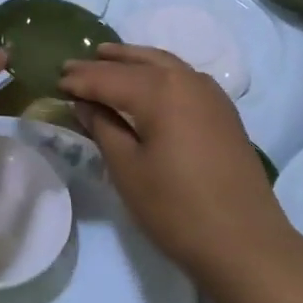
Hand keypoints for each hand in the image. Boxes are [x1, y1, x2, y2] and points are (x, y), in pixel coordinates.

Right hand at [61, 44, 298, 293]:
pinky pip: (182, 75)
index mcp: (158, 90)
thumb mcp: (128, 170)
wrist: (246, 243)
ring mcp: (209, 92)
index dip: (80, 79)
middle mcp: (185, 79)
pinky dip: (158, 71)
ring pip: (163, 62)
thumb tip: (84, 103)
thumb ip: (103, 127)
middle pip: (136, 62)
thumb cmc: (177, 210)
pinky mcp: (223, 109)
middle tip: (73, 65)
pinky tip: (149, 81)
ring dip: (132, 60)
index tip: (56, 80)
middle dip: (104, 63)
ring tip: (107, 59)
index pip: (108, 77)